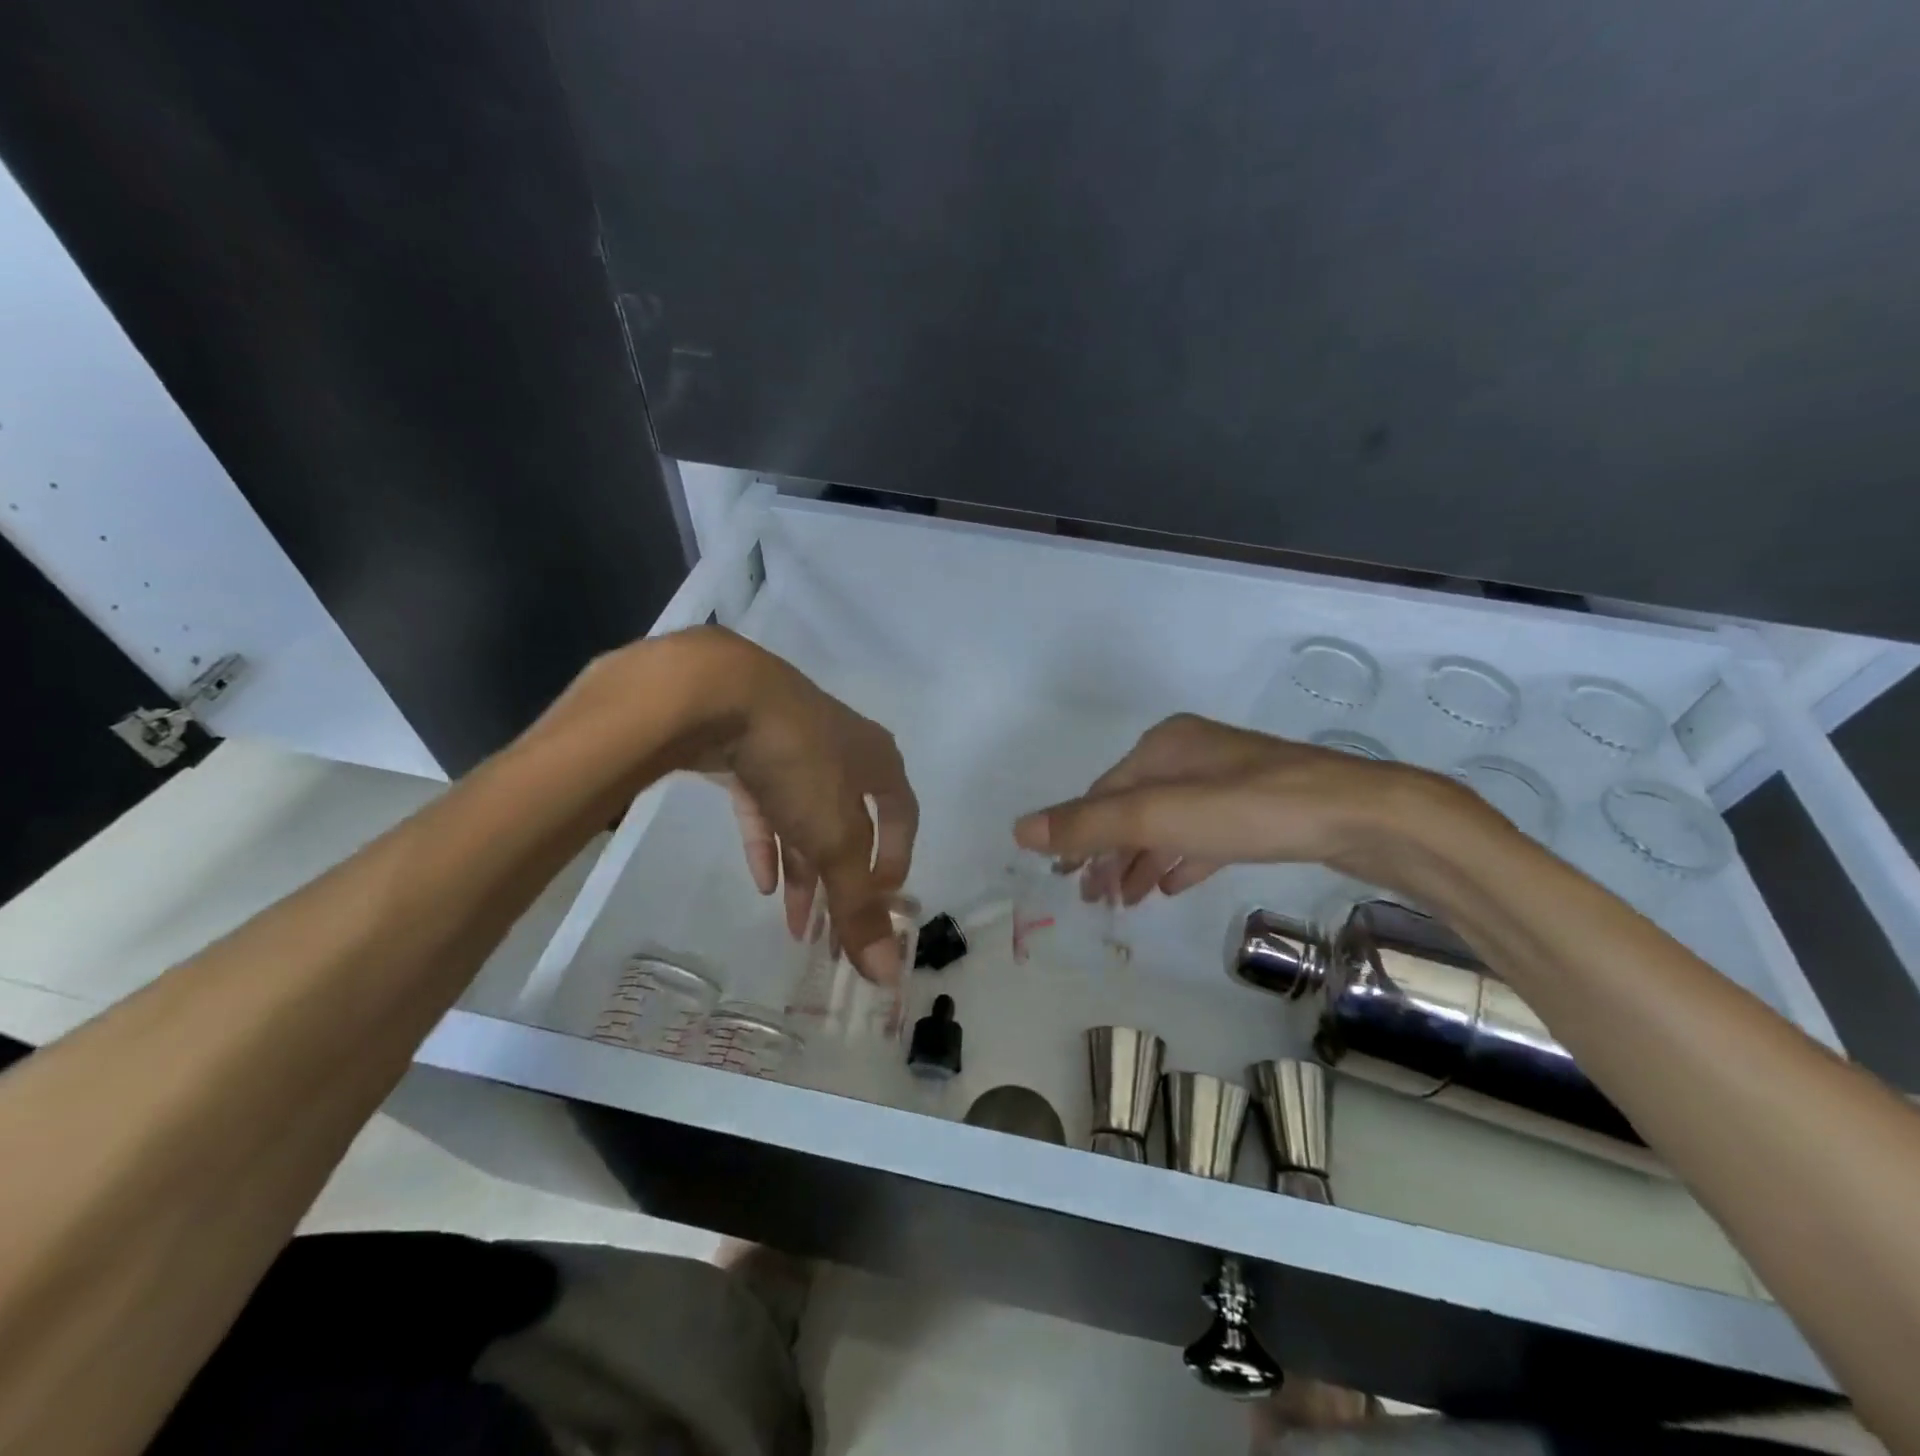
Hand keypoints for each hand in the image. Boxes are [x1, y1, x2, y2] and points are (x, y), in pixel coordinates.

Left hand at [690, 634, 917, 981]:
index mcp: (878, 761)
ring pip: (806, 819)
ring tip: (793, 922)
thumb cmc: (800, 763)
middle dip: (840, 879)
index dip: (896, 860)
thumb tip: (888, 976)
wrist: (719, 694)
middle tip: (831, 928)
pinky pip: (766, 805)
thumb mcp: (835, 839)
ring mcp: (793, 748)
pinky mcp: (749, 750)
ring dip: (803, 870)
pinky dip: (768, 842)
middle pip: (850, 824)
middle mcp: (843, 751)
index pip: (902, 815)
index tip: (882, 901)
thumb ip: (858, 906)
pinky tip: (761, 880)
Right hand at [1012, 713, 1484, 904]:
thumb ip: (1090, 825)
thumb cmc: (1250, 809)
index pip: (1103, 793)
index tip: (1062, 877)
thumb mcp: (1160, 816)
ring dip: (1142, 861)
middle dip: (1109, 853)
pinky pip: (1201, 836)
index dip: (1078, 835)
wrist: (1362, 816)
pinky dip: (1180, 859)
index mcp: (1163, 745)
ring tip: (1126, 900)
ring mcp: (1228, 781)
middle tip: (1092, 898)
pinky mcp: (1257, 809)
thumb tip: (1019, 829)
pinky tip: (1171, 885)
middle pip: (1133, 808)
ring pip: (1167, 824)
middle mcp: (1191, 755)